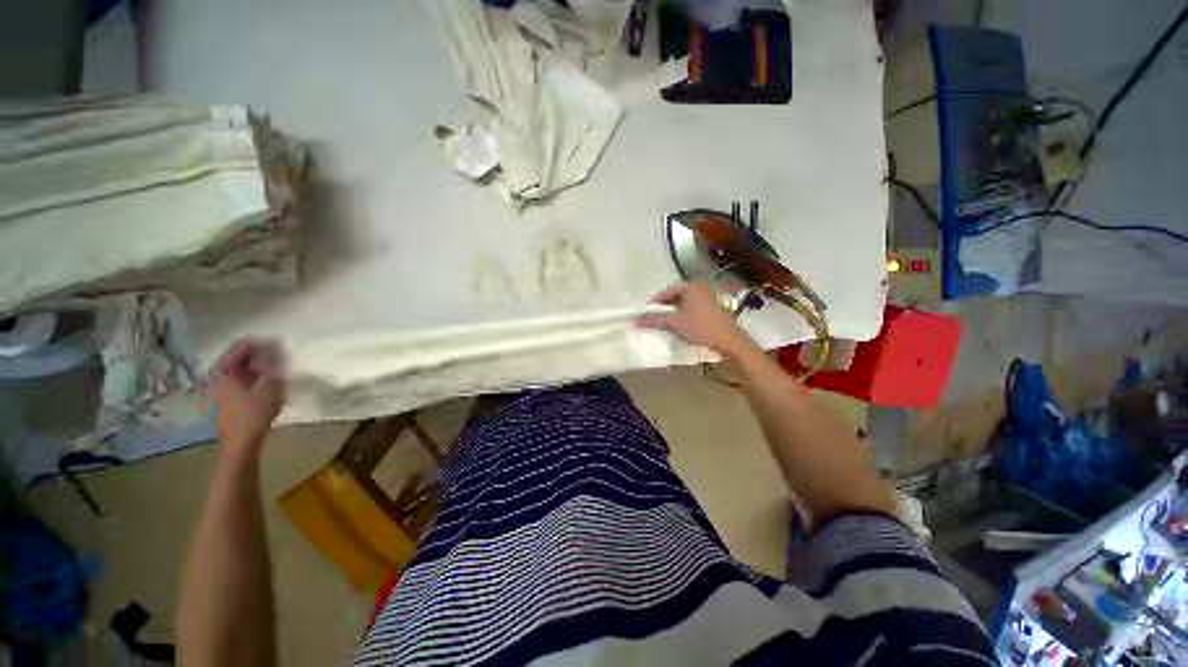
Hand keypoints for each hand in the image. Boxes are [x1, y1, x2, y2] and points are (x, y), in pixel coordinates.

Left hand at [205, 339, 285, 463]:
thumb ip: (274, 364)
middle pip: (241, 356)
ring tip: (280, 369)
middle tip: (283, 357)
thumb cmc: (253, 415)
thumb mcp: (270, 386)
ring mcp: (221, 386)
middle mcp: (218, 374)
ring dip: (261, 366)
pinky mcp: (227, 396)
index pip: (243, 346)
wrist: (240, 444)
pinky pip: (243, 378)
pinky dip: (257, 376)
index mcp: (223, 370)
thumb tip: (279, 346)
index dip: (264, 343)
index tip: (282, 344)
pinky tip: (270, 381)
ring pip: (243, 367)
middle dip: (263, 354)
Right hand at [637, 282, 757, 358]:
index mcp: (691, 286)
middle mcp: (700, 288)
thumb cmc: (701, 328)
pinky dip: (685, 316)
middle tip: (655, 320)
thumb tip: (635, 321)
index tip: (646, 314)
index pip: (666, 291)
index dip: (654, 303)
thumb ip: (654, 320)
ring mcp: (709, 298)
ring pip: (685, 304)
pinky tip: (681, 327)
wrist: (730, 342)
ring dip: (674, 313)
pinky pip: (693, 309)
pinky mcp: (714, 309)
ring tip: (666, 325)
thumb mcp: (675, 323)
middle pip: (675, 296)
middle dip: (664, 309)